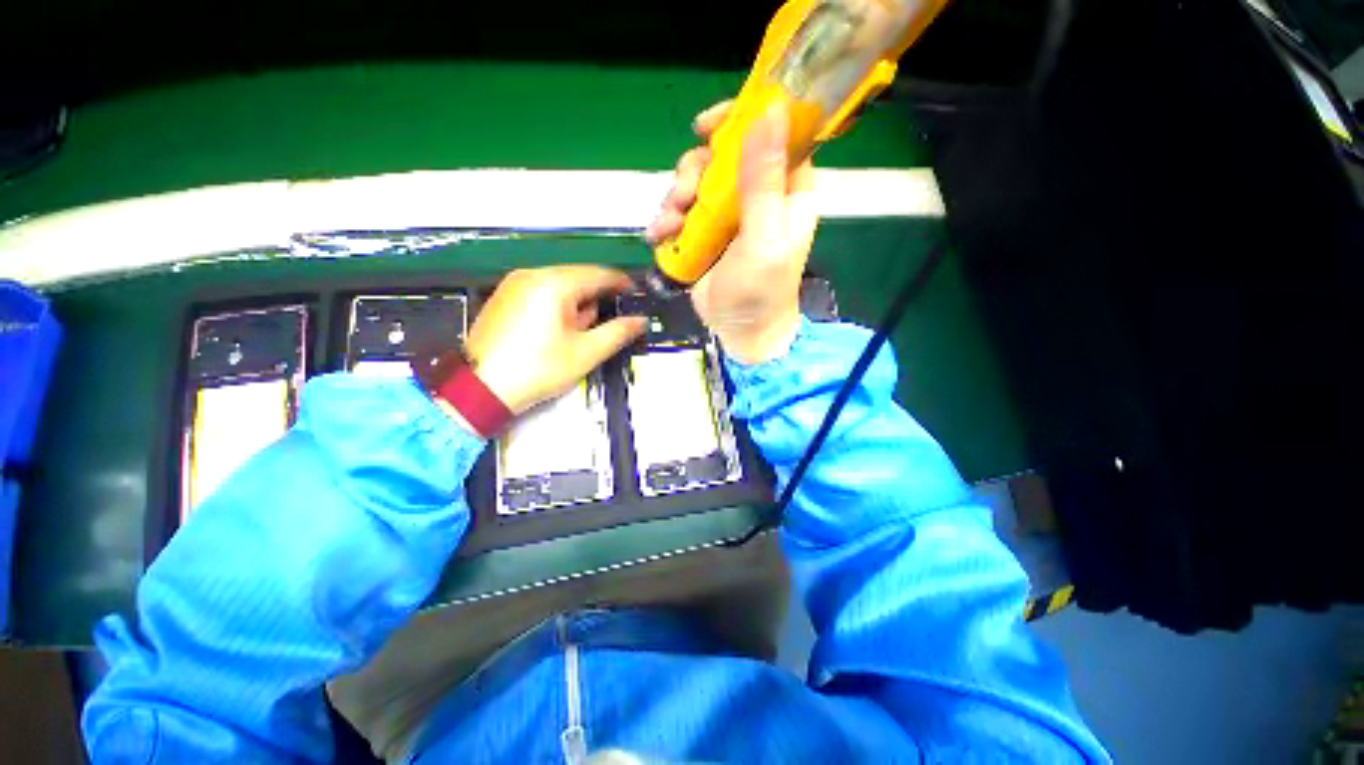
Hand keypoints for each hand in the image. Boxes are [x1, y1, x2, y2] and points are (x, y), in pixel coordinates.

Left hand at [465, 266, 645, 414]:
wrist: (480, 389)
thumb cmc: (538, 369)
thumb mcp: (586, 353)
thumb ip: (618, 332)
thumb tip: (640, 321)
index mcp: (555, 284)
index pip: (600, 274)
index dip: (622, 284)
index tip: (637, 297)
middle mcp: (533, 275)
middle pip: (579, 279)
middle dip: (597, 301)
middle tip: (606, 327)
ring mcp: (515, 285)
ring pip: (561, 287)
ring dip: (577, 307)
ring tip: (578, 336)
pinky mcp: (505, 298)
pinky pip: (542, 294)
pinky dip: (558, 308)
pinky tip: (556, 334)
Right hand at [646, 100, 817, 363]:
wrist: (739, 330)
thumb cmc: (760, 290)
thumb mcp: (764, 237)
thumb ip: (763, 181)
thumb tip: (771, 109)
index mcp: (786, 190)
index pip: (773, 134)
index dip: (742, 119)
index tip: (706, 126)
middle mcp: (757, 195)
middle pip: (723, 155)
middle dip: (696, 171)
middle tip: (686, 195)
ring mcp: (728, 215)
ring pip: (696, 181)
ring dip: (676, 197)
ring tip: (671, 225)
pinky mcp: (705, 233)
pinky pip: (682, 209)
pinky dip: (668, 218)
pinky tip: (661, 235)